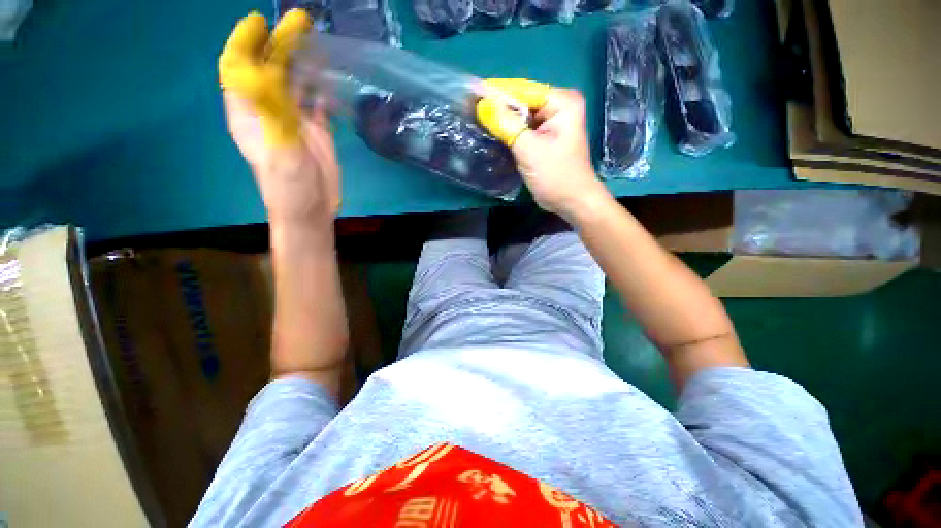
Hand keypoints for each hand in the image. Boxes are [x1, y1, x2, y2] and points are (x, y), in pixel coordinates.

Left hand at [220, 10, 340, 224]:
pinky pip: (316, 103)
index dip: (245, 43)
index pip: (238, 69)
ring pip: (294, 83)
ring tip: (318, 44)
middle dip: (279, 45)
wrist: (312, 210)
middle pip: (268, 70)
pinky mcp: (315, 130)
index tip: (260, 23)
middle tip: (299, 23)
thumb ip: (273, 115)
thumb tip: (265, 72)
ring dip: (303, 64)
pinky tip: (332, 81)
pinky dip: (322, 90)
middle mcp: (268, 110)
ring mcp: (293, 119)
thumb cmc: (289, 188)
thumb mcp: (279, 152)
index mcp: (248, 114)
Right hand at [476, 79, 607, 219]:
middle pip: (521, 101)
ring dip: (501, 120)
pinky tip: (491, 133)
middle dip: (497, 107)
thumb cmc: (555, 176)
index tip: (471, 94)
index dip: (496, 92)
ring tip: (475, 119)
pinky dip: (508, 132)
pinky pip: (522, 129)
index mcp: (561, 102)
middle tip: (469, 109)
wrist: (571, 201)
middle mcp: (558, 106)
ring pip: (520, 116)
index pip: (523, 90)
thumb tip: (482, 105)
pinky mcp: (544, 138)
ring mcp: (551, 123)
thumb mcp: (529, 150)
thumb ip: (506, 125)